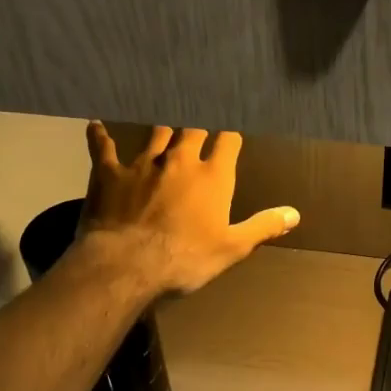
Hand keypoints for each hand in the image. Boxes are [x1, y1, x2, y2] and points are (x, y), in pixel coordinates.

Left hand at [75, 122, 299, 297]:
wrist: (127, 265)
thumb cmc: (185, 259)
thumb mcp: (232, 248)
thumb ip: (263, 227)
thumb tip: (295, 214)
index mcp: (212, 177)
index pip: (228, 142)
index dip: (231, 136)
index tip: (231, 134)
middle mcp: (179, 161)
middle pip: (192, 130)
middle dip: (198, 127)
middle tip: (199, 124)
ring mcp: (142, 164)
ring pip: (156, 134)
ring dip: (162, 130)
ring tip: (164, 125)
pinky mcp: (109, 173)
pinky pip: (103, 147)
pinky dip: (100, 136)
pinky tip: (95, 126)